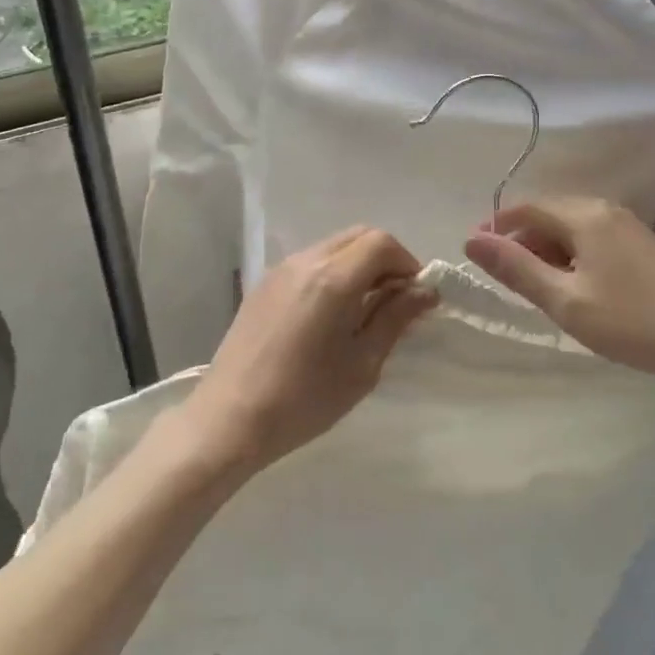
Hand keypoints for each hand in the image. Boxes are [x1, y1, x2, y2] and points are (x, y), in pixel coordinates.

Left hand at [177, 226, 434, 476]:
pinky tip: (330, 315)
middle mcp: (305, 261)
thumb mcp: (362, 364)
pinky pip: (310, 262)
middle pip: (358, 236)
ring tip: (363, 311)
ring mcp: (280, 270)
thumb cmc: (304, 398)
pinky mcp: (264, 284)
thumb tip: (424, 291)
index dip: (407, 263)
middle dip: (385, 260)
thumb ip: (394, 319)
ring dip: (358, 266)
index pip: (381, 242)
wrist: (230, 417)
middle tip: (394, 302)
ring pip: (333, 247)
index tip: (415, 298)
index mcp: (332, 278)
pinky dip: (332, 273)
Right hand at [463, 197, 654, 401]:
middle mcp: (604, 209)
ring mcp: (627, 226)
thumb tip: (471, 240)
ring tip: (538, 290)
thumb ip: (516, 268)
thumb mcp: (564, 299)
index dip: (497, 228)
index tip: (476, 255)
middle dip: (522, 242)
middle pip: (548, 215)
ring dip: (547, 252)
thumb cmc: (631, 321)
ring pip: (571, 229)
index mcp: (583, 215)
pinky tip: (574, 289)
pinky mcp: (642, 245)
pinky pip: (592, 239)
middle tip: (507, 281)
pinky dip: (572, 257)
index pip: (526, 208)